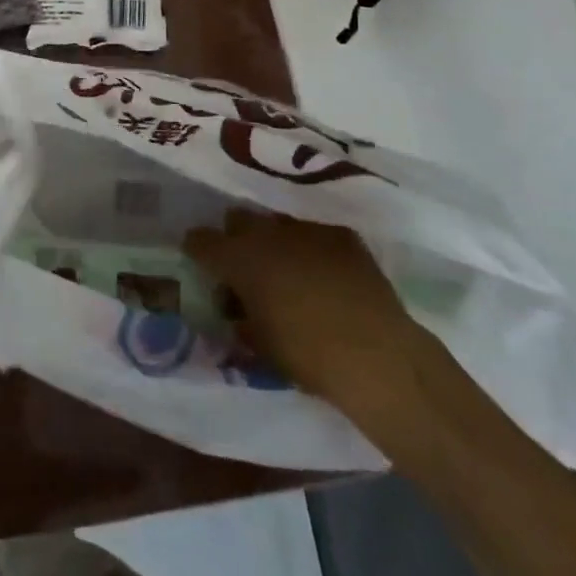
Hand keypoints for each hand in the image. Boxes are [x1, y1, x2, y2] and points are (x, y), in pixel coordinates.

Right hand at [184, 212, 434, 415]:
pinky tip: (328, 275)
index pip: (200, 240)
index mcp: (239, 258)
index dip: (198, 251)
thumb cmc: (307, 356)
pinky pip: (316, 234)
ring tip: (291, 272)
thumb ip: (240, 318)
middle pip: (238, 219)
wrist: (377, 356)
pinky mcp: (341, 234)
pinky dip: (314, 250)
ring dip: (276, 243)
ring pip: (278, 224)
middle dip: (237, 238)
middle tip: (248, 268)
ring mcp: (306, 229)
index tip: (202, 263)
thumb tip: (236, 310)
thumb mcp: (259, 344)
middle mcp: (267, 233)